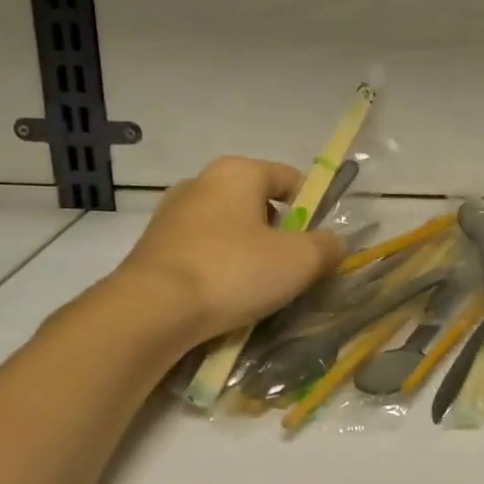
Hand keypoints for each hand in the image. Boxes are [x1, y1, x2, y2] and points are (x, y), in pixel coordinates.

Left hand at [110, 157, 342, 341]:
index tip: (318, 244)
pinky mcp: (153, 247)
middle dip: (280, 235)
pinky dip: (219, 269)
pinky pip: (202, 252)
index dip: (313, 209)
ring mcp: (172, 215)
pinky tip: (224, 298)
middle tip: (291, 270)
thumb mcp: (300, 261)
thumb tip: (332, 244)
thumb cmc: (233, 272)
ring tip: (258, 290)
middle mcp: (201, 182)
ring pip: (229, 230)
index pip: (290, 178)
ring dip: (248, 254)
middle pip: (258, 204)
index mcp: (238, 172)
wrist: (150, 312)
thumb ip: (327, 246)